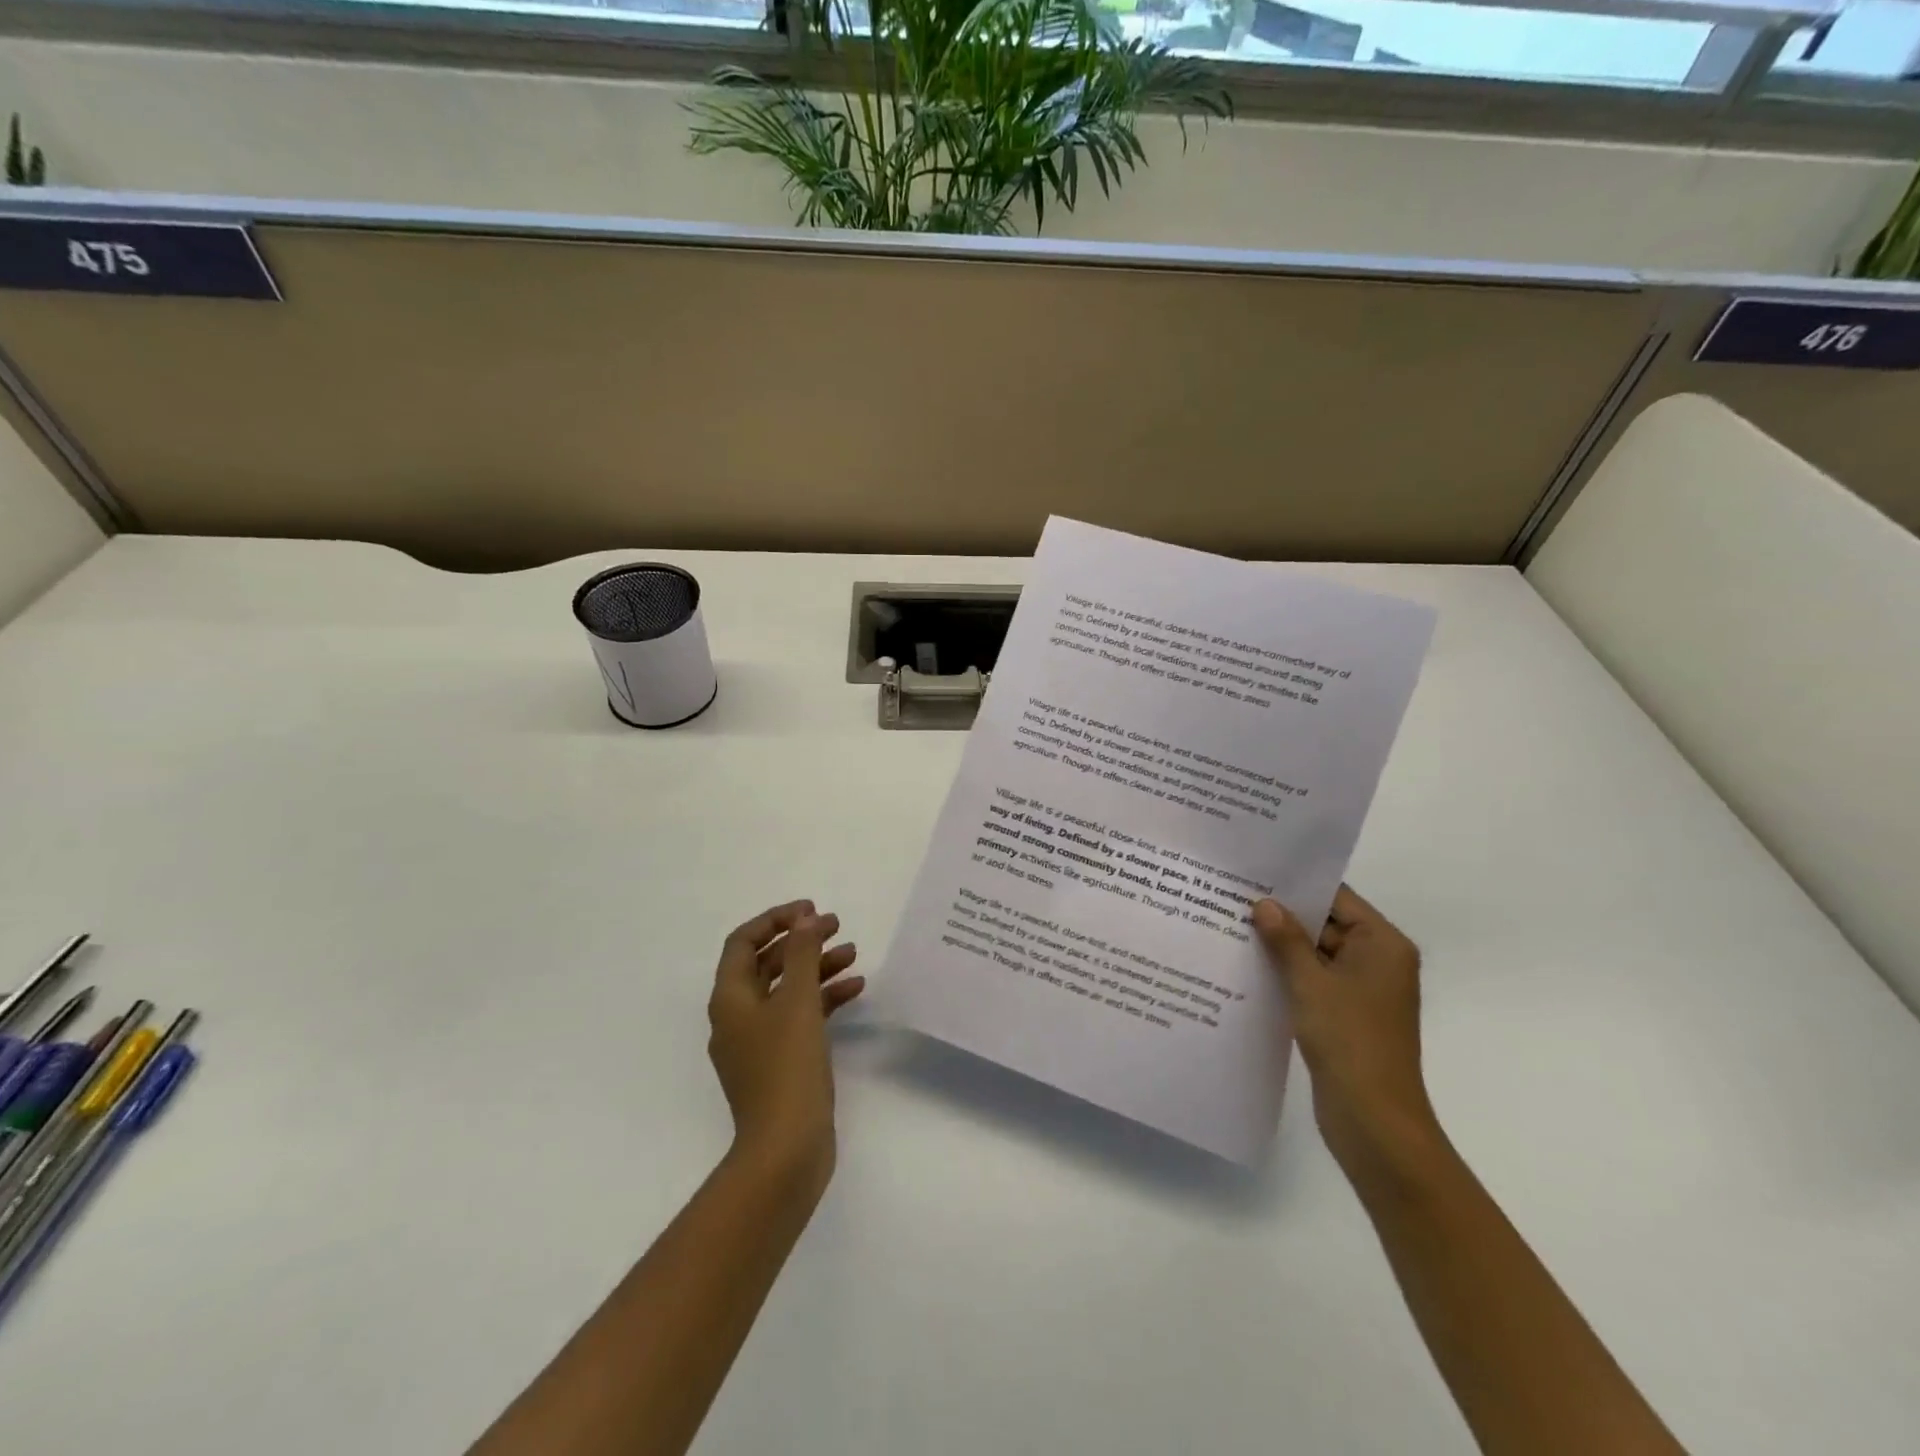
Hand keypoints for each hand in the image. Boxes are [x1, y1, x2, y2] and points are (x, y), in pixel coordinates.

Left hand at [707, 900, 864, 1197]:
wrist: (786, 1150)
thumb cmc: (787, 1068)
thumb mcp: (797, 1002)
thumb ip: (802, 954)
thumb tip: (804, 919)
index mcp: (730, 999)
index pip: (743, 942)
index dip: (774, 919)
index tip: (810, 911)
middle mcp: (738, 1016)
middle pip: (766, 964)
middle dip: (800, 941)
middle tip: (836, 926)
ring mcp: (758, 1042)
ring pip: (787, 990)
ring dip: (817, 967)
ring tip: (853, 953)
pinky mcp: (780, 1063)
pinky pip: (800, 1017)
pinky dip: (823, 999)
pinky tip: (855, 990)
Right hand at [1252, 887, 1442, 1191]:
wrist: (1374, 1121)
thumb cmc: (1349, 1040)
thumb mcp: (1311, 983)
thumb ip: (1287, 939)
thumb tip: (1264, 904)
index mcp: (1382, 945)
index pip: (1337, 897)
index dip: (1297, 885)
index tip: (1255, 872)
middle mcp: (1377, 961)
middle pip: (1326, 923)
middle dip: (1283, 914)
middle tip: (1233, 896)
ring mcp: (1361, 990)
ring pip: (1316, 954)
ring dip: (1281, 945)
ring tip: (1231, 925)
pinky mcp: (1345, 1015)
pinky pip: (1313, 980)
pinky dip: (1287, 973)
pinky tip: (1247, 965)